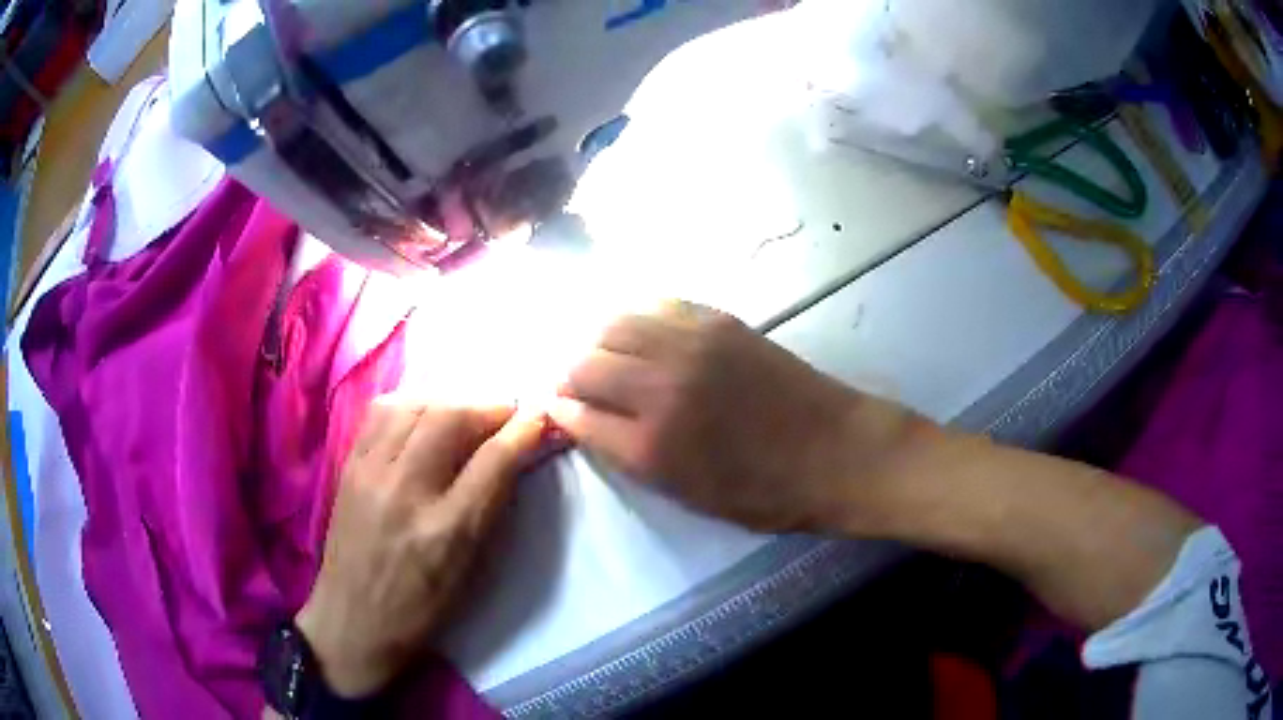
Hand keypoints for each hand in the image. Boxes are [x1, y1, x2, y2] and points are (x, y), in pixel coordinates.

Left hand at [295, 400, 544, 697]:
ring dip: (449, 399)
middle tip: (506, 412)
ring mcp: (370, 473)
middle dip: (488, 406)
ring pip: (414, 405)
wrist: (352, 621)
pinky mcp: (348, 466)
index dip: (523, 430)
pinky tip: (423, 414)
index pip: (493, 461)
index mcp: (446, 532)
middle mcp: (405, 492)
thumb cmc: (421, 610)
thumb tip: (512, 460)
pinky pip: (380, 412)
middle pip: (451, 418)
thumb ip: (490, 512)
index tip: (540, 415)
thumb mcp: (470, 574)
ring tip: (466, 410)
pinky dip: (411, 403)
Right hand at [550, 302, 933, 533]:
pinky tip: (637, 329)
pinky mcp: (716, 321)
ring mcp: (689, 345)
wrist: (837, 451)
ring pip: (612, 323)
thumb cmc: (767, 492)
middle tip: (574, 380)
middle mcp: (660, 387)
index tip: (554, 404)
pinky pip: (655, 304)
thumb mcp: (689, 495)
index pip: (577, 414)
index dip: (558, 408)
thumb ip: (632, 458)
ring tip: (601, 352)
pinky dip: (633, 316)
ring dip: (595, 338)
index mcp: (651, 446)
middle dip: (568, 372)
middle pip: (585, 363)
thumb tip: (589, 421)